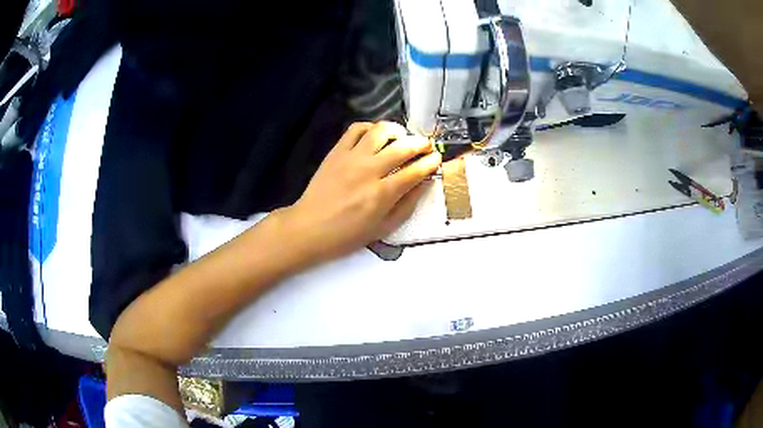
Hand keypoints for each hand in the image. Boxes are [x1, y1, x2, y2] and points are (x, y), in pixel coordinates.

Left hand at [278, 121, 440, 264]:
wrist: (309, 228)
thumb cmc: (347, 235)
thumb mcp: (383, 229)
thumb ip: (406, 205)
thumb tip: (423, 183)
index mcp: (382, 194)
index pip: (415, 170)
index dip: (430, 162)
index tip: (436, 158)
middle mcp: (369, 170)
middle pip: (403, 147)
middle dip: (420, 143)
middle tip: (426, 145)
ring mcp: (351, 158)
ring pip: (380, 131)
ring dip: (397, 130)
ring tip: (402, 137)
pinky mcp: (336, 152)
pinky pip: (355, 129)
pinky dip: (370, 127)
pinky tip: (375, 135)